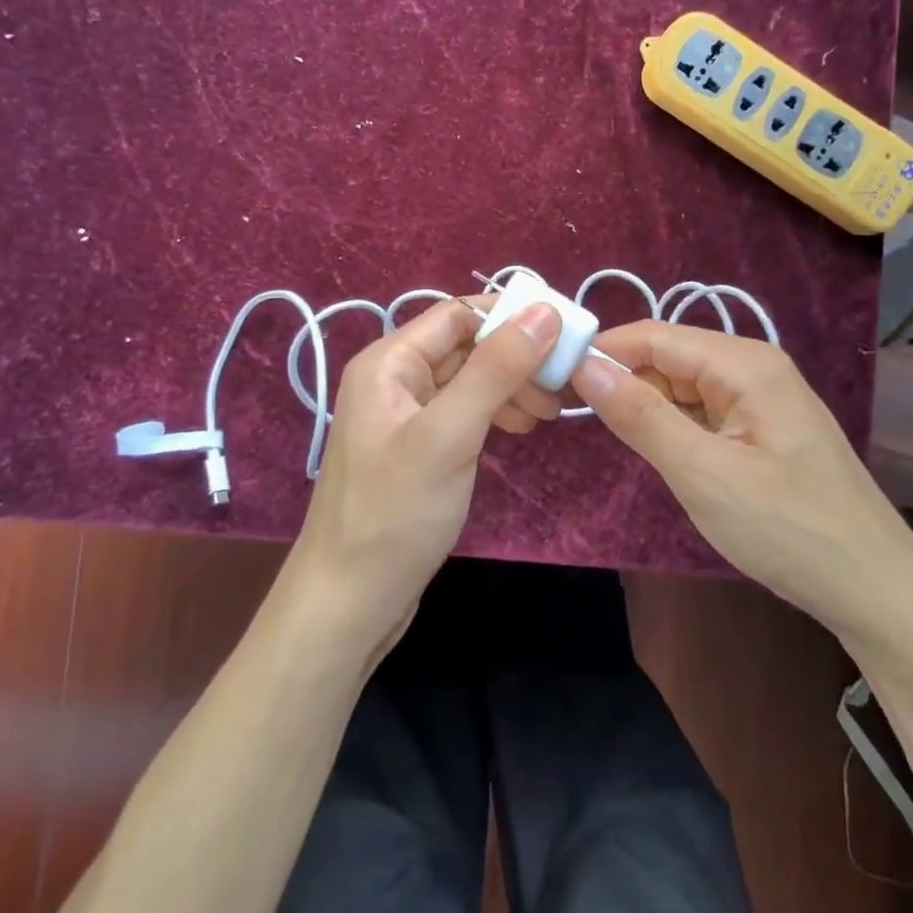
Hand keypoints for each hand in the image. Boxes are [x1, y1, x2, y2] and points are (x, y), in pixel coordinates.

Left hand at [290, 297, 563, 651]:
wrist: (349, 603)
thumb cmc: (395, 513)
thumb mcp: (449, 434)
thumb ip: (496, 369)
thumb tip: (545, 310)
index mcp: (388, 362)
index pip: (458, 315)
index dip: (510, 318)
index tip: (564, 337)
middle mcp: (392, 379)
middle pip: (464, 346)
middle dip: (515, 358)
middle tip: (561, 387)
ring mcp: (403, 416)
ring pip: (467, 380)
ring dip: (509, 387)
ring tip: (547, 414)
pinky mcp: (416, 448)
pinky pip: (461, 412)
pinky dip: (493, 414)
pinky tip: (518, 430)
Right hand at [571, 321, 912, 645]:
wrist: (878, 593)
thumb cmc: (789, 529)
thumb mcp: (703, 473)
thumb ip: (640, 415)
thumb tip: (583, 365)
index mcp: (744, 363)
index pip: (653, 335)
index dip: (601, 351)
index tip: (552, 377)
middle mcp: (753, 367)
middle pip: (667, 356)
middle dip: (621, 379)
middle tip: (569, 413)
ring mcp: (760, 399)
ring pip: (682, 385)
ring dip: (645, 404)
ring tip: (606, 433)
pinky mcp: (761, 429)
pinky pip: (701, 411)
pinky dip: (672, 425)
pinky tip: (657, 450)